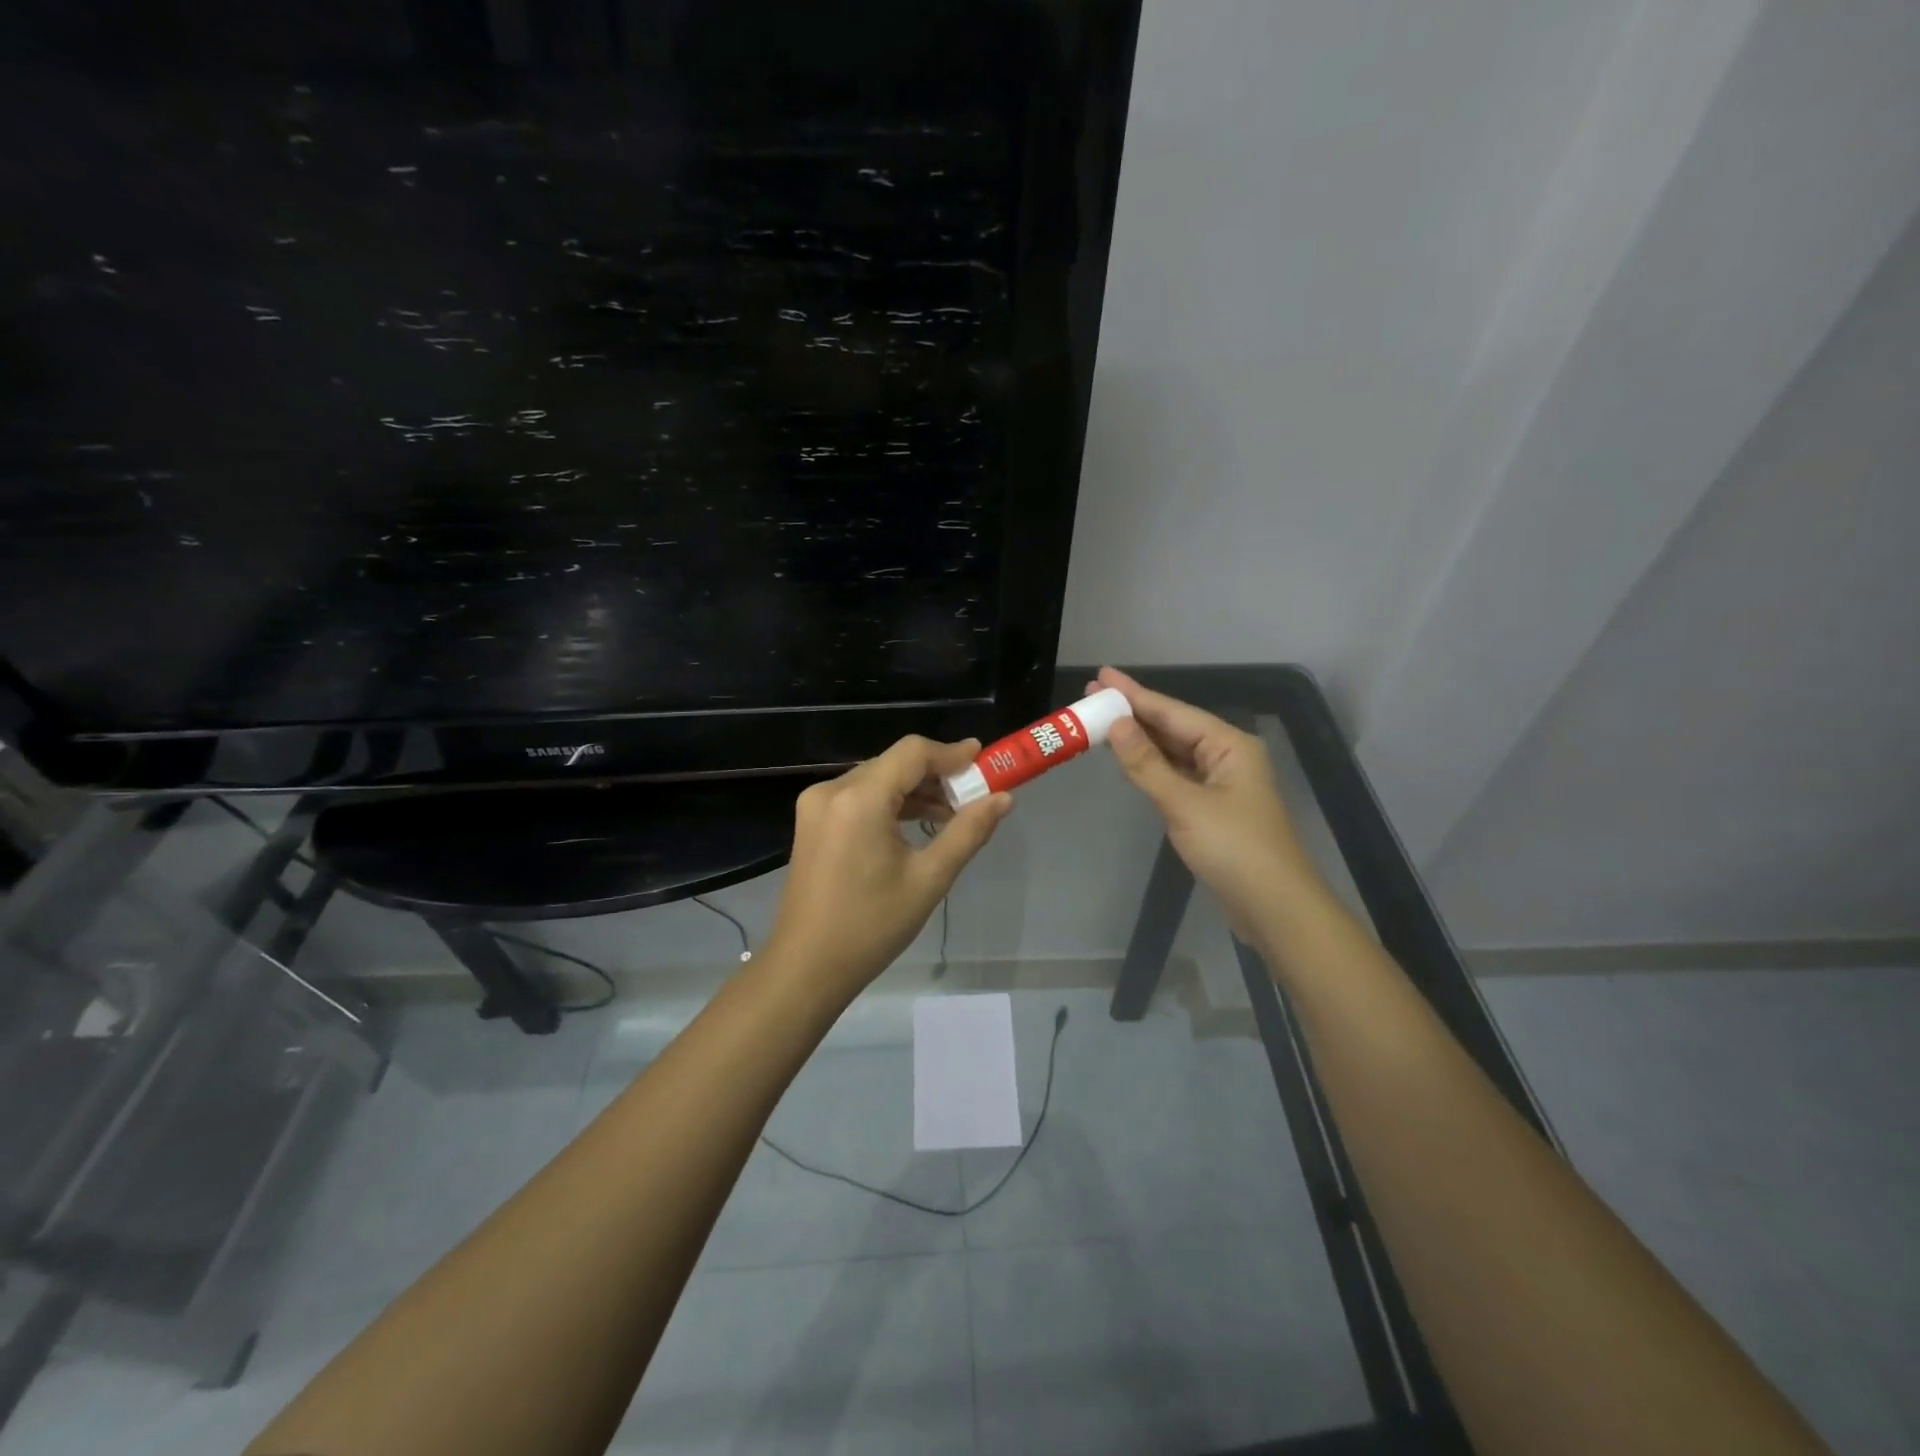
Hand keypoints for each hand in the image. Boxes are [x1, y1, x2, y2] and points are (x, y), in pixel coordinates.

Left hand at [765, 735, 1012, 1000]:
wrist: (807, 966)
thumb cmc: (871, 925)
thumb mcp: (929, 879)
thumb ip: (968, 831)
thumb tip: (1003, 799)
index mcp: (859, 799)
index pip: (912, 753)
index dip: (951, 753)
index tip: (984, 760)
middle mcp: (832, 790)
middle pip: (894, 763)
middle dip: (936, 774)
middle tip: (974, 794)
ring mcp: (817, 805)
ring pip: (877, 778)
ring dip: (914, 789)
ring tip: (952, 813)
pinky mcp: (813, 821)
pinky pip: (859, 796)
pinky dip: (890, 802)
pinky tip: (918, 823)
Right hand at [1093, 667, 1315, 933]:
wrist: (1274, 907)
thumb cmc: (1233, 849)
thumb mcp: (1184, 804)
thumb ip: (1146, 764)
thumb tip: (1115, 724)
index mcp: (1228, 745)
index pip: (1172, 712)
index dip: (1134, 694)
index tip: (1101, 676)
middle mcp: (1227, 756)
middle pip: (1173, 727)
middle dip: (1133, 713)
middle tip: (1092, 697)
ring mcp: (1221, 782)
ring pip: (1173, 752)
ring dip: (1140, 739)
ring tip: (1101, 722)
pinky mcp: (1212, 807)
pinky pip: (1176, 775)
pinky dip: (1151, 766)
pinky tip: (1129, 759)